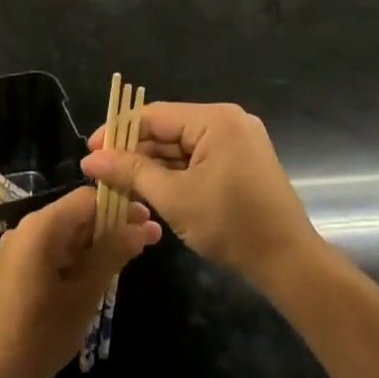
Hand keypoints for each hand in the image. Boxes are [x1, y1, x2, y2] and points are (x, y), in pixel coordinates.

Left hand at [0, 188, 159, 377]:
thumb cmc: (42, 332)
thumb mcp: (85, 293)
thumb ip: (113, 254)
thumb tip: (142, 228)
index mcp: (41, 226)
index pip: (87, 199)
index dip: (120, 207)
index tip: (148, 223)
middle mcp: (25, 229)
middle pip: (75, 214)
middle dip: (110, 226)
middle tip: (145, 244)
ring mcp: (16, 250)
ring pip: (63, 235)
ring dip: (94, 244)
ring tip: (125, 261)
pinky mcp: (12, 270)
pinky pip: (50, 252)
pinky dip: (75, 258)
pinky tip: (94, 277)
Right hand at [82, 102, 319, 291]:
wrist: (288, 261)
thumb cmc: (230, 224)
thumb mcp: (174, 197)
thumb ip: (131, 172)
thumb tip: (91, 159)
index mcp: (216, 119)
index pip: (154, 116)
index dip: (118, 132)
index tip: (90, 153)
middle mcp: (228, 121)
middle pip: (167, 129)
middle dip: (134, 151)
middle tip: (101, 173)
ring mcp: (238, 141)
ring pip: (181, 146)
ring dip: (152, 164)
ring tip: (119, 183)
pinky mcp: (241, 162)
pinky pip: (198, 158)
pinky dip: (174, 172)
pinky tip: (150, 188)